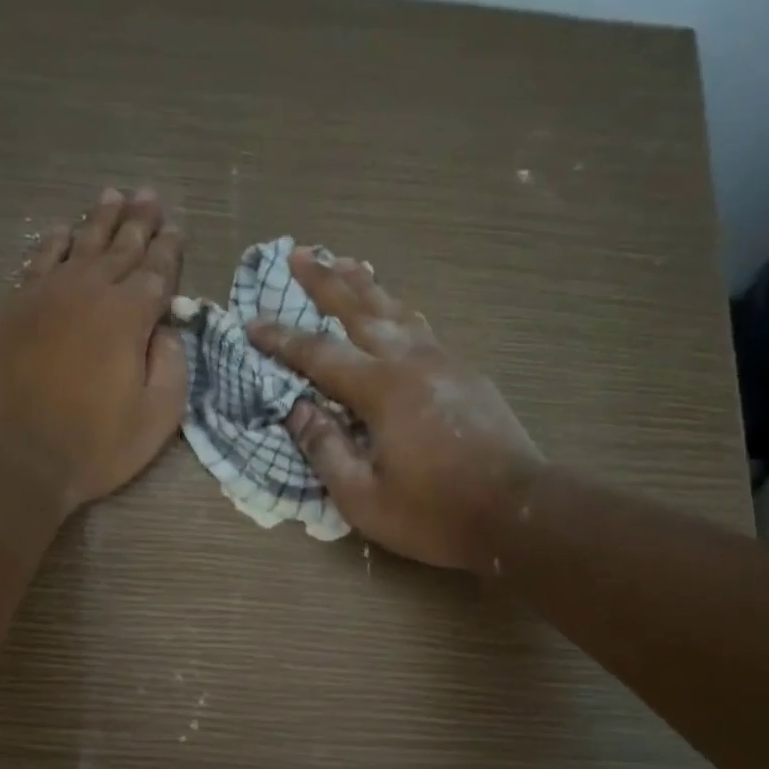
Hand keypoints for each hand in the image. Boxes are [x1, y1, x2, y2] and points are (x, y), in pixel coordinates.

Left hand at [0, 188, 187, 511]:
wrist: (17, 453)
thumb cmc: (96, 444)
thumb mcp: (156, 416)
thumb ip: (171, 366)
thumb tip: (168, 331)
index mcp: (129, 317)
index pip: (156, 273)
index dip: (169, 251)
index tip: (177, 229)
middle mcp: (88, 292)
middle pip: (119, 248)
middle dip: (139, 222)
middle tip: (151, 195)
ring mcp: (46, 295)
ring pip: (79, 245)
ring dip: (99, 220)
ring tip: (114, 196)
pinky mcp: (14, 308)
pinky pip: (38, 262)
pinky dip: (53, 243)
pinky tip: (61, 231)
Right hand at [248, 248, 543, 573]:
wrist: (517, 513)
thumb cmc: (434, 514)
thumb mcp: (363, 498)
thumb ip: (326, 451)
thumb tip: (297, 411)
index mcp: (382, 390)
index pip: (319, 354)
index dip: (281, 339)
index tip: (251, 323)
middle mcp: (412, 362)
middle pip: (361, 308)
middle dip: (325, 280)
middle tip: (298, 254)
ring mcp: (445, 362)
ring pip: (398, 310)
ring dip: (365, 286)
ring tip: (344, 264)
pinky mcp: (467, 374)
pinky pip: (422, 329)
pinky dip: (397, 312)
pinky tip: (393, 313)